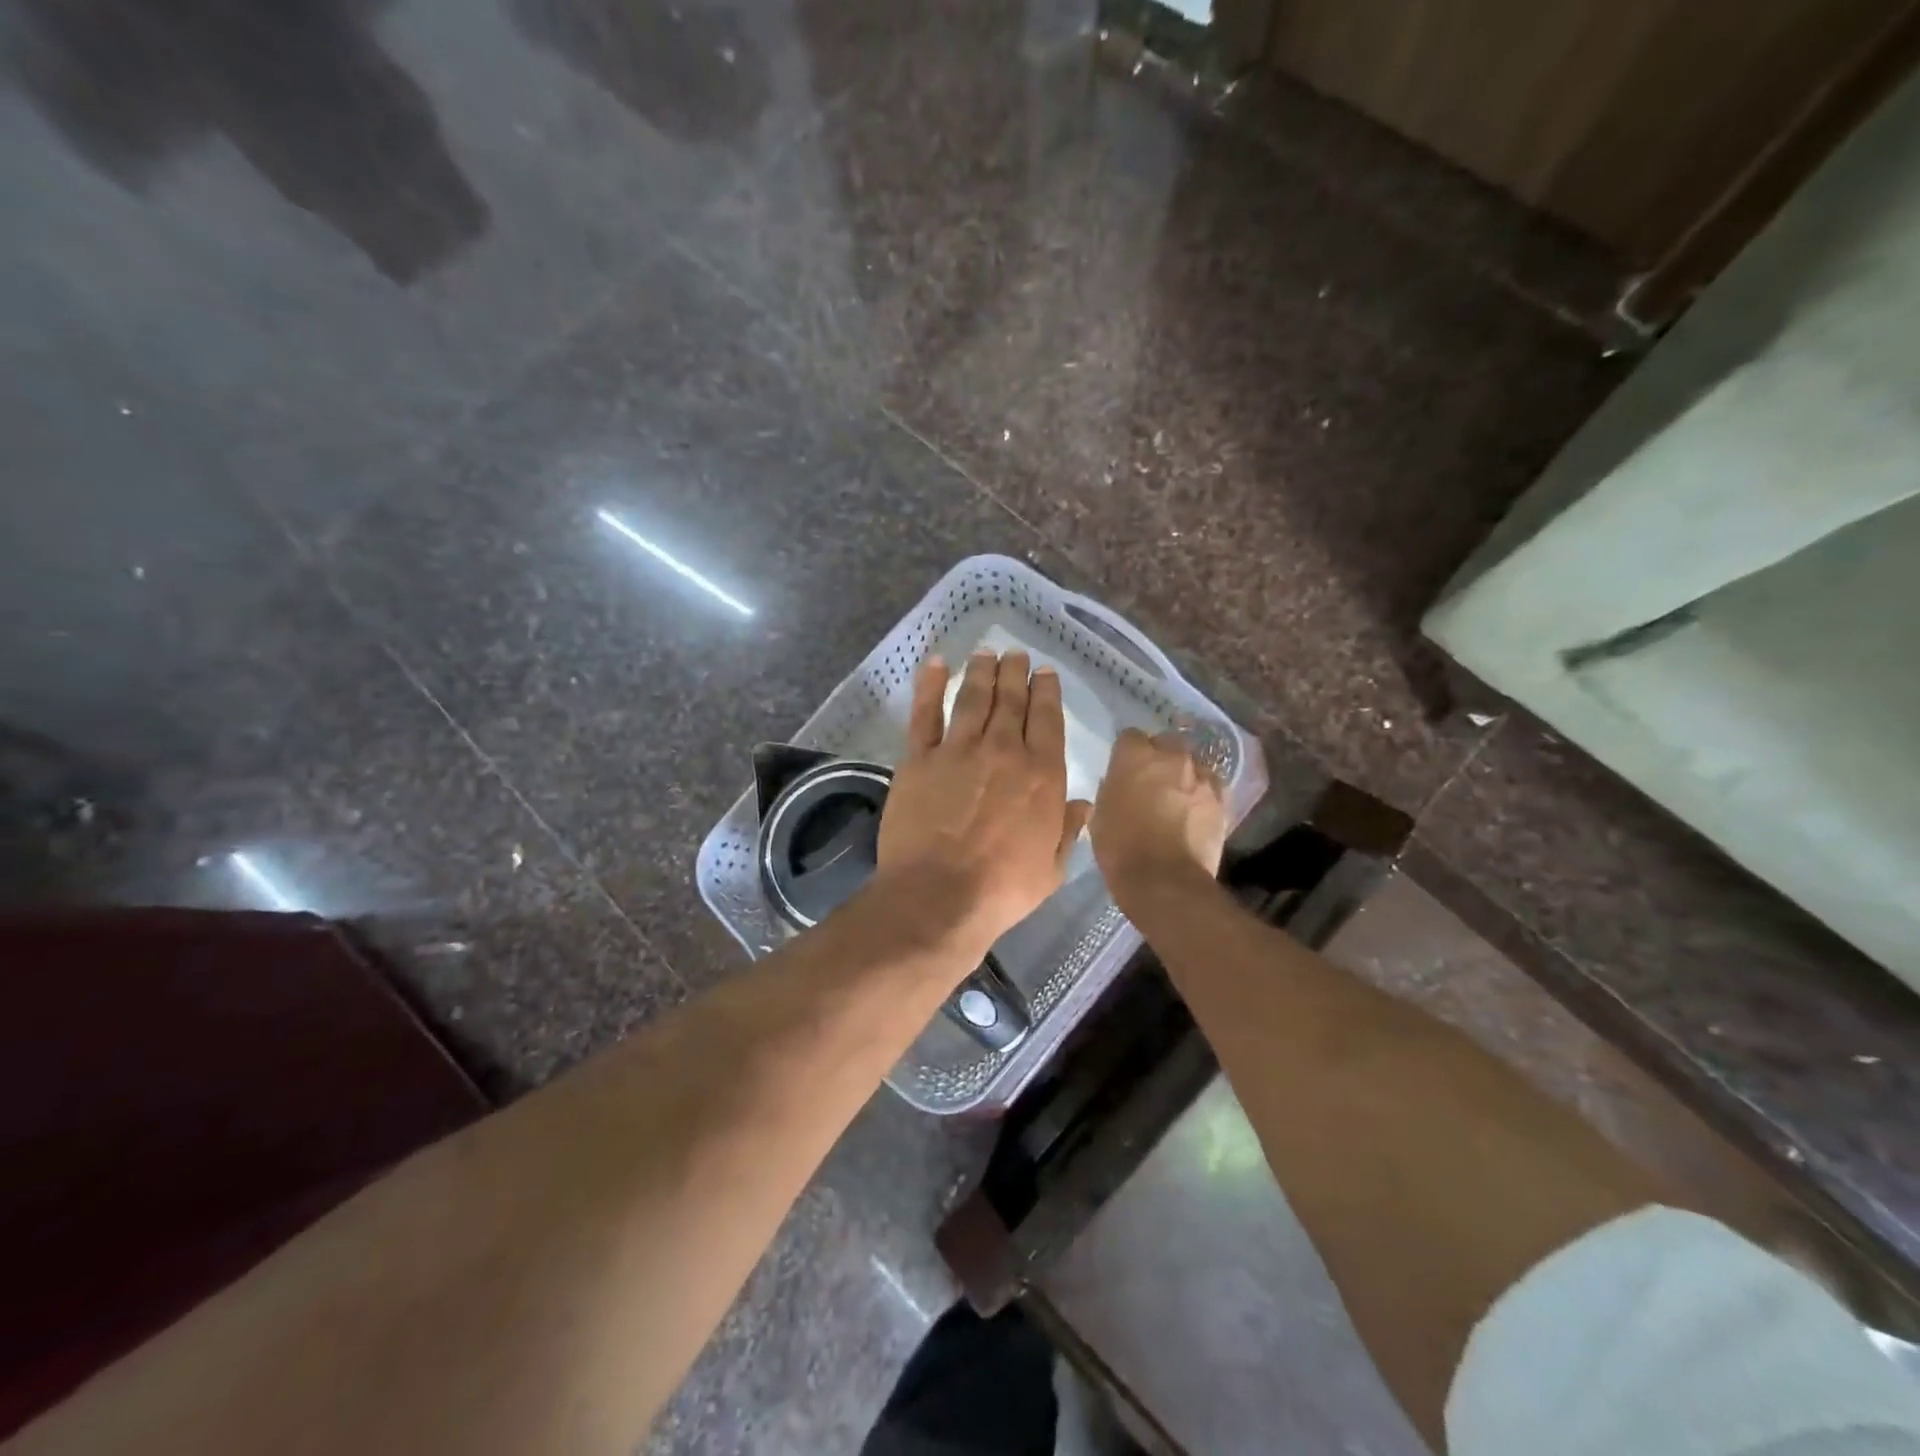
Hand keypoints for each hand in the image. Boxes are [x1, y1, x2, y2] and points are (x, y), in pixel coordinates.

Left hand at [878, 652, 1092, 958]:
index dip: (1046, 691)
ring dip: (981, 671)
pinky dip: (930, 685)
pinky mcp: (920, 758)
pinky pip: (925, 713)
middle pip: (1011, 700)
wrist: (938, 896)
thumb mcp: (1052, 867)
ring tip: (986, 653)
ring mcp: (959, 750)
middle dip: (1015, 672)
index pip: (1047, 720)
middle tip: (1015, 654)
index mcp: (1042, 774)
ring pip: (973, 698)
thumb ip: (1068, 830)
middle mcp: (1003, 751)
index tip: (1044, 672)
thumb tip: (1083, 803)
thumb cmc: (1002, 889)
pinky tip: (937, 664)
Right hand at [1090, 728, 1226, 907]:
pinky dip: (1202, 793)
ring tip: (1177, 799)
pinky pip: (1210, 785)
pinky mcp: (1222, 798)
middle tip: (1151, 782)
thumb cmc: (1121, 849)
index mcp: (1134, 756)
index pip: (1130, 736)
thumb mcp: (1099, 816)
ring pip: (1192, 763)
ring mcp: (1201, 776)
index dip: (1126, 753)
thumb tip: (1118, 784)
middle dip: (1159, 757)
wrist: (1165, 882)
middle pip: (1166, 743)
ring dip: (1183, 775)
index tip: (1123, 770)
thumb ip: (1111, 790)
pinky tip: (1195, 811)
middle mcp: (1171, 757)